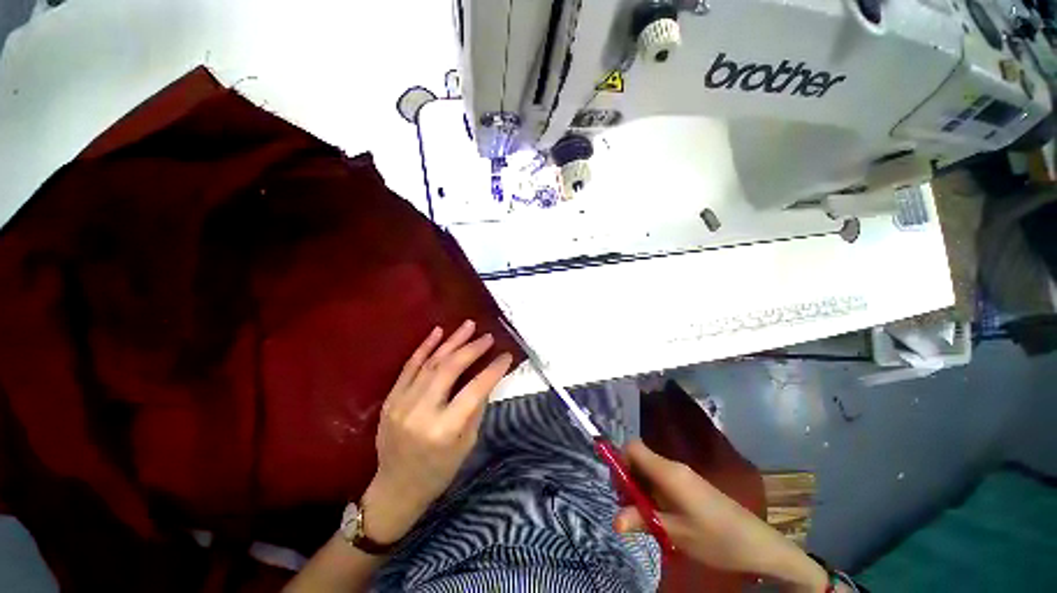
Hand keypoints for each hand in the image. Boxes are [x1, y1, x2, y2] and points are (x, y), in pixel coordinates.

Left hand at [361, 321, 512, 544]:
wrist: (396, 487)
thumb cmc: (439, 471)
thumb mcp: (467, 443)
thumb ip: (477, 407)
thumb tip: (488, 377)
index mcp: (444, 429)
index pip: (474, 390)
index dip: (493, 370)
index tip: (506, 356)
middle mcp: (421, 412)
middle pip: (450, 369)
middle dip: (472, 349)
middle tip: (487, 337)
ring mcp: (401, 403)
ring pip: (431, 362)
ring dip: (452, 341)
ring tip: (468, 325)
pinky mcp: (391, 399)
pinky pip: (409, 366)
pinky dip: (425, 347)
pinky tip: (438, 331)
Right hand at [614, 441, 828, 591]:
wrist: (758, 545)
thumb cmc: (716, 538)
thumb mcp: (676, 534)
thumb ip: (643, 521)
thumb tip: (614, 519)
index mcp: (667, 472)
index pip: (633, 447)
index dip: (620, 460)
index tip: (619, 487)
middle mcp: (673, 466)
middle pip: (639, 458)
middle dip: (628, 478)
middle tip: (629, 507)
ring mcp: (683, 474)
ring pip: (649, 470)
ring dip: (640, 488)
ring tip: (643, 516)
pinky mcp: (691, 484)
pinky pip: (662, 479)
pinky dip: (653, 492)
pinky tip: (660, 516)